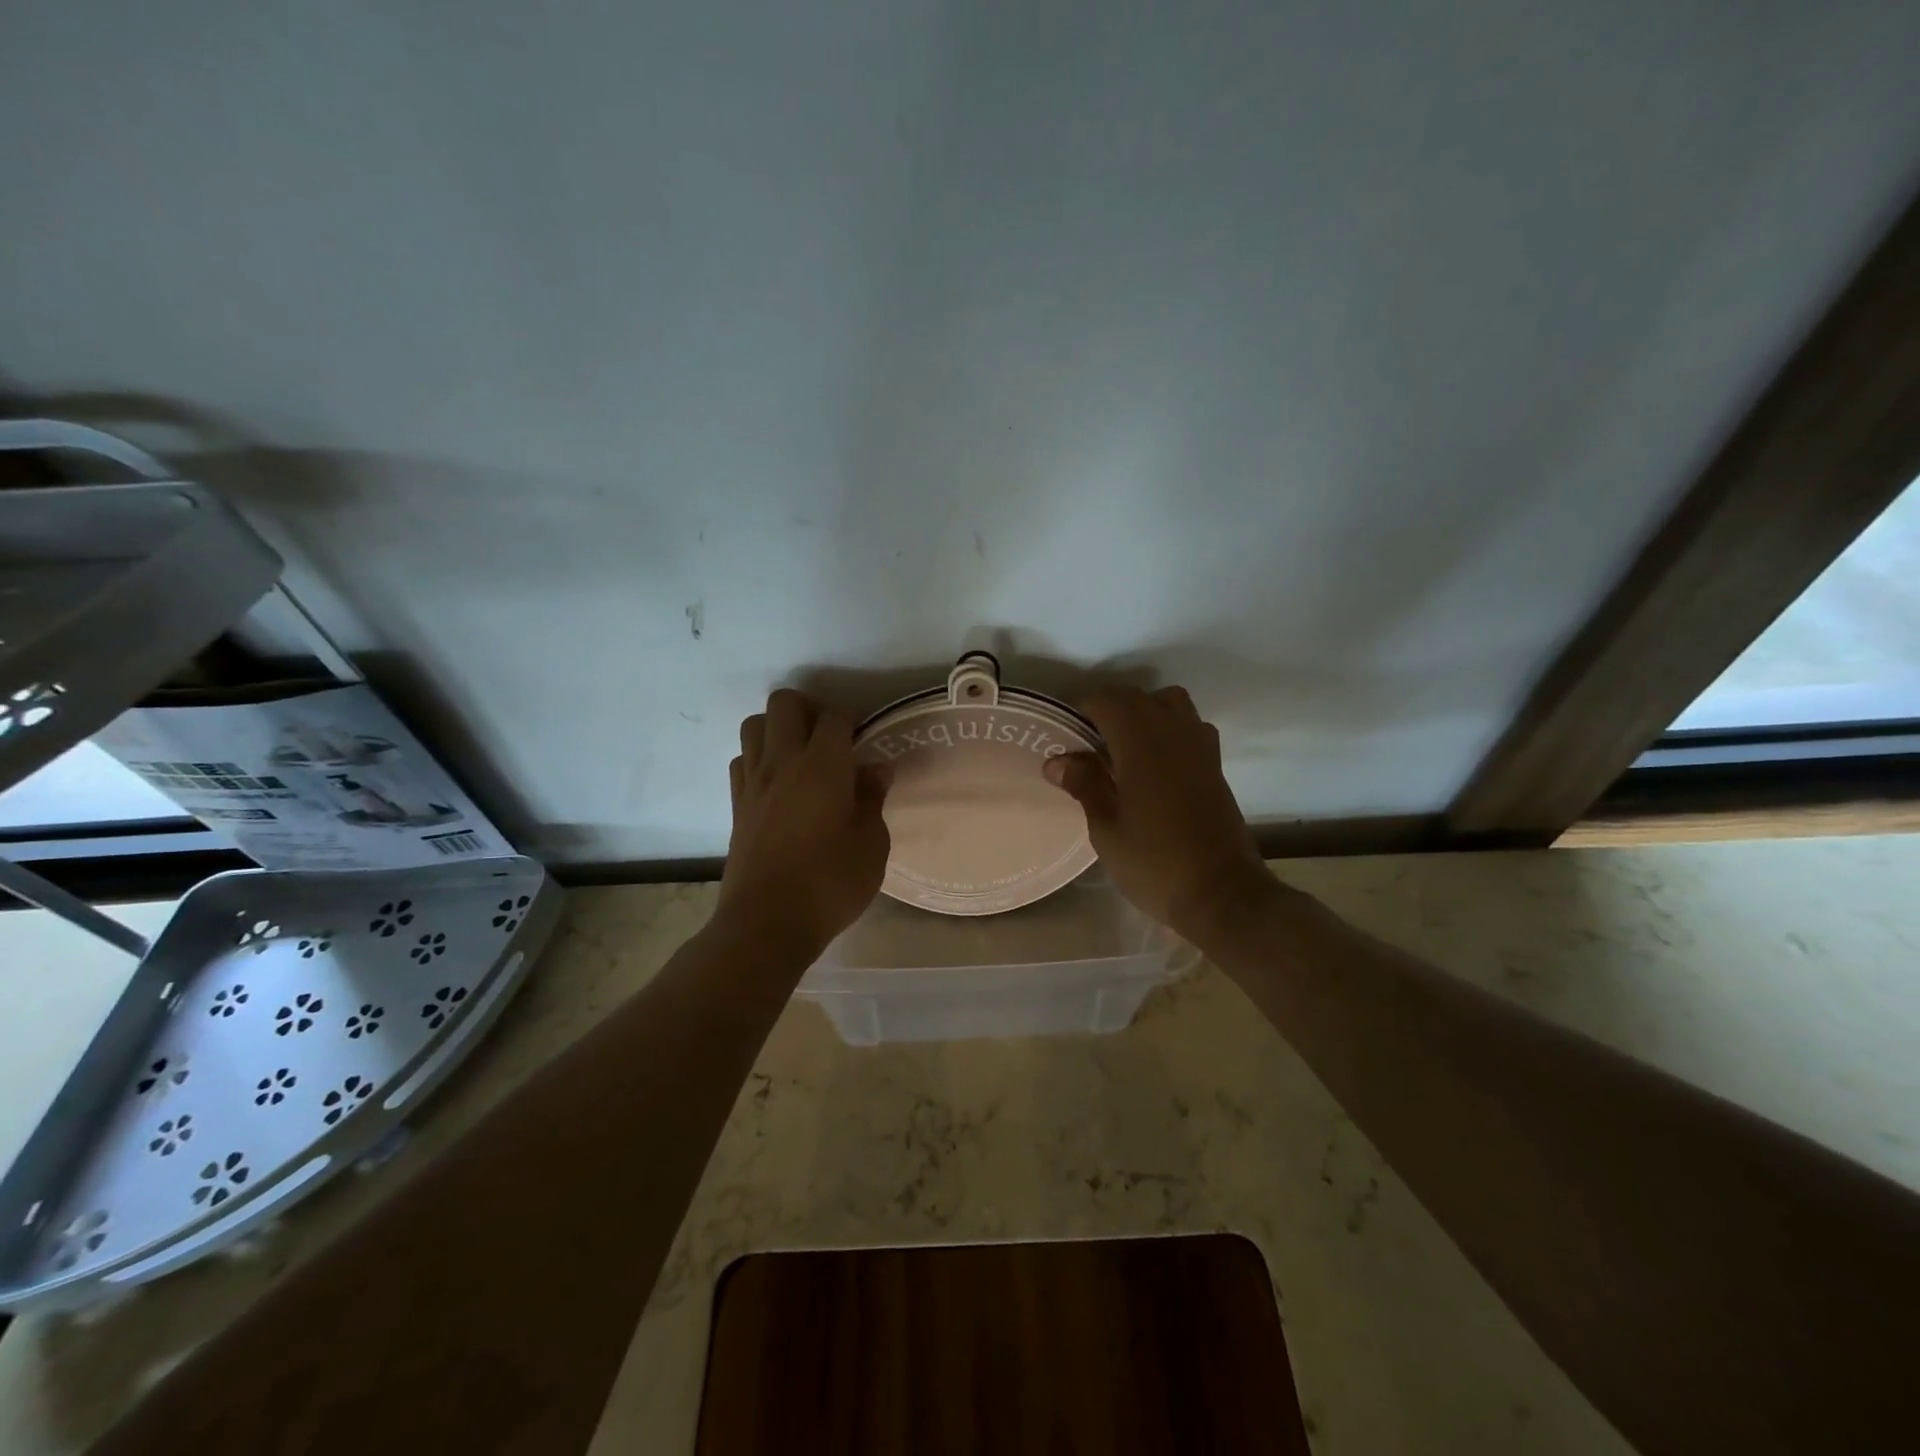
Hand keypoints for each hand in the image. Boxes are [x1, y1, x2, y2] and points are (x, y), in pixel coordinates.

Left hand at [718, 689, 891, 958]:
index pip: (835, 716)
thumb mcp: (871, 845)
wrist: (767, 923)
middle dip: (810, 708)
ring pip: (754, 724)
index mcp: (823, 766)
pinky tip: (778, 784)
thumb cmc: (830, 884)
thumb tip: (875, 770)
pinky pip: (743, 760)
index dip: (852, 718)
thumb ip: (872, 799)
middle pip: (785, 703)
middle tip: (831, 738)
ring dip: (778, 728)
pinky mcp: (736, 805)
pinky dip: (759, 759)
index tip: (864, 738)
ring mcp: (753, 782)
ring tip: (801, 755)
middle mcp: (783, 762)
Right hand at [1043, 686, 1273, 943]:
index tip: (1066, 735)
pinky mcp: (1216, 766)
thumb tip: (1057, 760)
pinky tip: (1155, 765)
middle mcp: (1174, 733)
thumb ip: (1084, 785)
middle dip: (1109, 710)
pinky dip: (1169, 730)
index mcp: (1142, 743)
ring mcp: (1201, 747)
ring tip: (1123, 748)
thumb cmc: (1155, 863)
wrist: (1222, 895)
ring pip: (1170, 704)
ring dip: (1144, 713)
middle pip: (1137, 698)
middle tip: (1087, 744)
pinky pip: (1190, 727)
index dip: (1082, 710)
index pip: (1107, 700)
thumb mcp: (1106, 829)